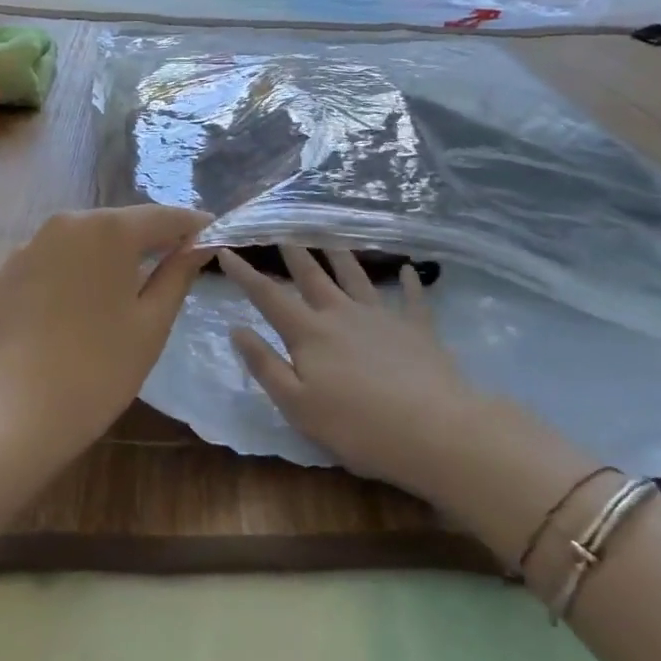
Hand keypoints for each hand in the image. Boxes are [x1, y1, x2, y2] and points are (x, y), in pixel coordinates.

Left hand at [0, 207, 209, 460]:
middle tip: (175, 265)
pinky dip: (71, 277)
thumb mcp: (151, 325)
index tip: (215, 237)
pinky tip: (75, 313)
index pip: (164, 217)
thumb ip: (177, 276)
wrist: (6, 414)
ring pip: (81, 244)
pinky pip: (50, 266)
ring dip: (107, 259)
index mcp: (108, 229)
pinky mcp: (1, 277)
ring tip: (124, 292)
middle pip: (119, 225)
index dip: (193, 226)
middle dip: (149, 241)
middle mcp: (64, 224)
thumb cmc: (96, 369)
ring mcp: (26, 249)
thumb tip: (198, 246)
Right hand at [220, 246, 488, 500]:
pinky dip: (409, 284)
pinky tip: (409, 271)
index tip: (227, 251)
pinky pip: (412, 300)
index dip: (245, 274)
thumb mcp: (296, 404)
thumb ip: (265, 364)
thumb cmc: (356, 426)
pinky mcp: (417, 329)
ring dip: (341, 256)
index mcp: (309, 333)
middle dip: (294, 253)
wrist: (433, 430)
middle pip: (313, 276)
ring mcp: (382, 317)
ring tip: (331, 237)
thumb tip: (236, 328)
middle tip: (283, 230)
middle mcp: (342, 314)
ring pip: (356, 277)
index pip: (269, 296)